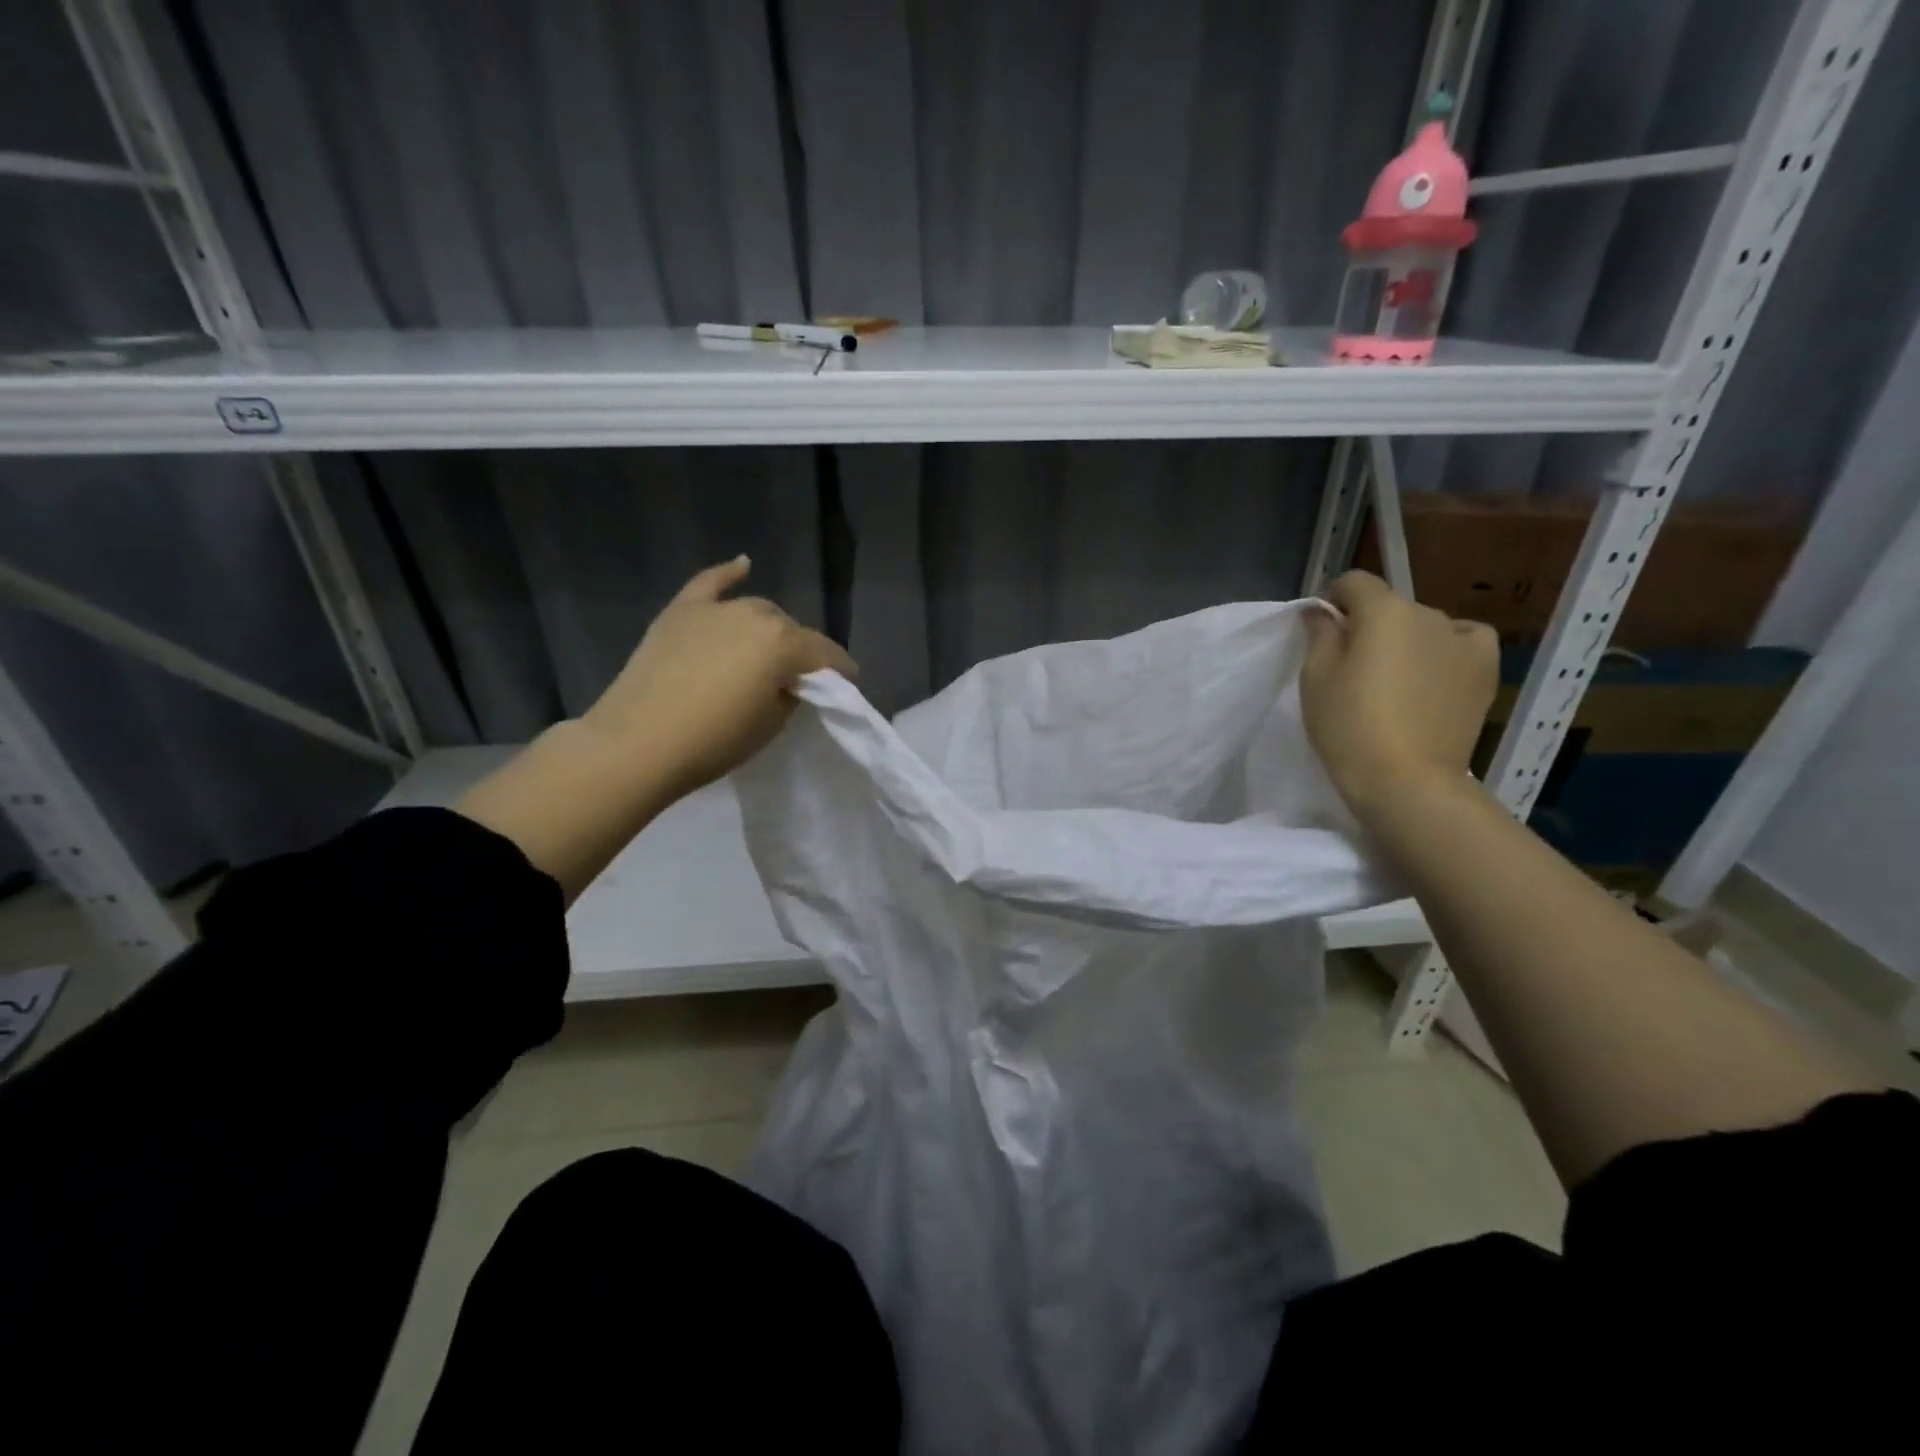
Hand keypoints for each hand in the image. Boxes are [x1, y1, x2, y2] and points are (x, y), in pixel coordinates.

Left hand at [582, 556, 855, 798]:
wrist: (637, 744)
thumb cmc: (713, 741)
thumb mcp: (771, 724)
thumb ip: (790, 693)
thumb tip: (789, 681)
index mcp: (783, 643)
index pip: (825, 653)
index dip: (840, 672)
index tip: (847, 685)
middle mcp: (754, 615)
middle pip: (789, 630)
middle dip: (800, 652)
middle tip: (798, 679)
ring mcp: (714, 609)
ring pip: (756, 610)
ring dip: (768, 628)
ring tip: (768, 651)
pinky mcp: (680, 612)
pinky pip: (710, 584)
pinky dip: (728, 573)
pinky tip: (743, 564)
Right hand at [1301, 570, 1497, 817]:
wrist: (1406, 779)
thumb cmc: (1348, 726)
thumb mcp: (1315, 678)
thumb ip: (1319, 634)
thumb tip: (1322, 611)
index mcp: (1383, 611)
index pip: (1354, 582)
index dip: (1333, 598)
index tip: (1322, 627)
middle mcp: (1427, 613)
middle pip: (1390, 606)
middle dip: (1371, 624)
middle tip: (1354, 664)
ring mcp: (1462, 640)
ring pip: (1425, 625)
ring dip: (1407, 639)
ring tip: (1395, 678)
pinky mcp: (1484, 668)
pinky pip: (1465, 640)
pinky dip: (1448, 648)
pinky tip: (1435, 672)